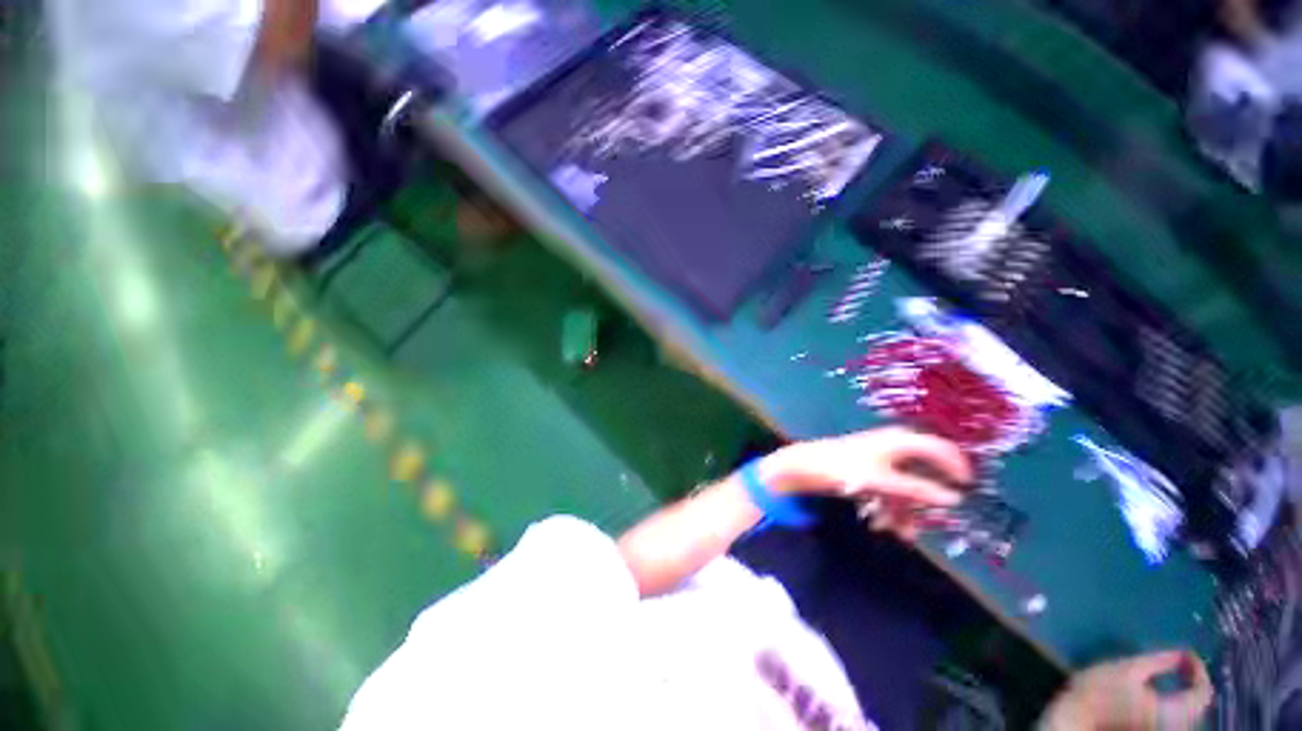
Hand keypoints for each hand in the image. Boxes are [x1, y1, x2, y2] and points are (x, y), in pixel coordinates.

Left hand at [759, 426, 972, 538]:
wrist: (805, 465)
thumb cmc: (843, 468)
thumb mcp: (882, 482)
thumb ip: (917, 491)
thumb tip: (955, 500)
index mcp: (899, 441)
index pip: (939, 448)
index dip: (957, 467)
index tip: (968, 489)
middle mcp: (892, 445)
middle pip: (921, 472)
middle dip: (924, 499)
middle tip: (930, 521)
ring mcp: (879, 457)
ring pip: (903, 484)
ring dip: (904, 509)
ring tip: (901, 534)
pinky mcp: (867, 468)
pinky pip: (888, 487)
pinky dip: (889, 505)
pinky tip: (883, 525)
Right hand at [1041, 651, 1212, 730]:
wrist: (1077, 716)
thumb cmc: (1101, 691)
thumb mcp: (1128, 668)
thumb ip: (1159, 661)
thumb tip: (1182, 653)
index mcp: (1174, 711)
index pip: (1202, 692)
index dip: (1199, 670)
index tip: (1187, 653)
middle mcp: (1176, 726)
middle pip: (1197, 705)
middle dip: (1193, 683)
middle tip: (1183, 663)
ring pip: (1187, 715)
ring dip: (1185, 694)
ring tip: (1176, 677)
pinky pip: (1175, 720)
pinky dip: (1176, 705)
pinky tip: (1164, 696)